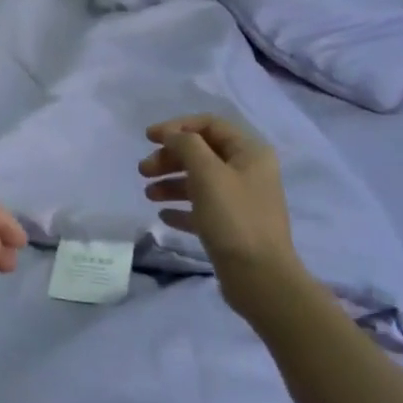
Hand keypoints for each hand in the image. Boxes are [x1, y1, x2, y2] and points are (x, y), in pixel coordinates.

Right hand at [140, 115, 304, 313]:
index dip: (177, 127)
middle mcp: (248, 172)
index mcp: (250, 153)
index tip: (147, 138)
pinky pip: (202, 209)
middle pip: (202, 153)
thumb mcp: (207, 173)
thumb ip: (186, 146)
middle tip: (143, 170)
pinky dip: (182, 208)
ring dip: (171, 182)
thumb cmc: (234, 218)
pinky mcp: (232, 227)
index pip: (210, 125)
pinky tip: (164, 215)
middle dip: (170, 158)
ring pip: (200, 181)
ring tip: (148, 194)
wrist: (260, 278)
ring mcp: (241, 201)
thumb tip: (172, 136)